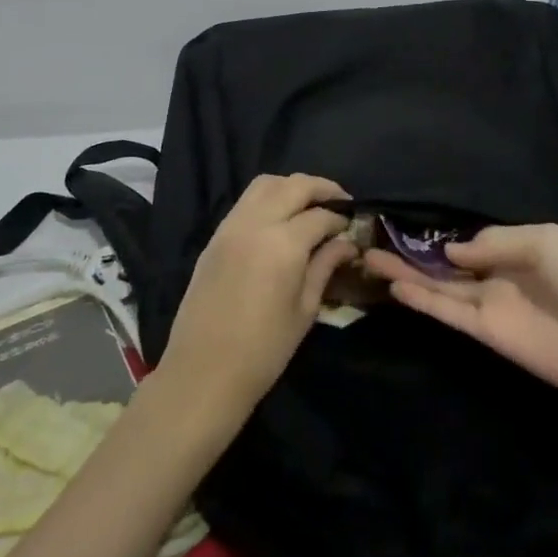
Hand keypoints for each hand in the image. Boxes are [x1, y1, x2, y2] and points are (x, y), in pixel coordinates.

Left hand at [157, 174, 355, 420]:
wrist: (204, 372)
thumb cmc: (264, 350)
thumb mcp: (305, 309)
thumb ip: (325, 266)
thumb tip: (347, 242)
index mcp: (283, 244)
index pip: (320, 215)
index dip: (341, 218)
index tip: (354, 225)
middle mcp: (256, 223)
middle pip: (293, 185)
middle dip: (321, 188)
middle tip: (340, 201)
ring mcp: (231, 226)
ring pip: (265, 184)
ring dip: (291, 186)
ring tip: (309, 204)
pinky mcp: (215, 237)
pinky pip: (245, 202)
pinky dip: (268, 198)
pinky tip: (280, 217)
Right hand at [364, 223, 557, 412]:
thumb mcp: (544, 241)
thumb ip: (493, 241)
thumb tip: (449, 250)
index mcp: (515, 248)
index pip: (468, 240)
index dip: (437, 235)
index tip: (401, 224)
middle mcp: (496, 275)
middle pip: (444, 264)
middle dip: (410, 255)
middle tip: (370, 243)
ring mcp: (489, 305)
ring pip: (438, 287)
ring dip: (406, 274)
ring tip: (369, 259)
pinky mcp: (486, 333)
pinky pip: (448, 312)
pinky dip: (423, 300)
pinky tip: (396, 287)